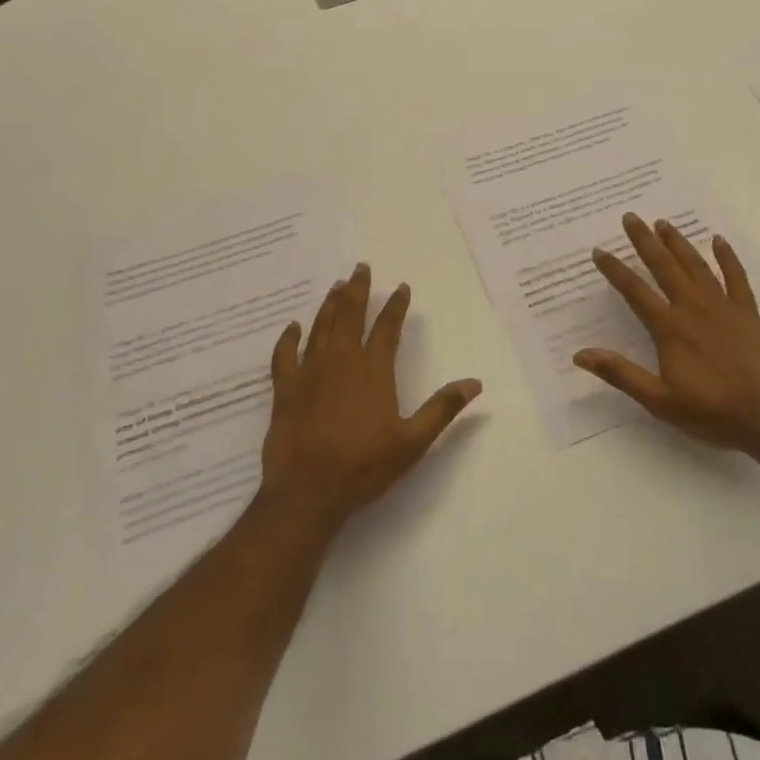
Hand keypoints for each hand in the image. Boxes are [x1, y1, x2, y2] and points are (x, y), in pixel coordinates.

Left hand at [258, 263, 481, 538]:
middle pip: (350, 315)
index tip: (401, 287)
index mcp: (373, 370)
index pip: (388, 327)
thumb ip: (442, 409)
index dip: (395, 305)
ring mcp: (309, 372)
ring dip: (329, 305)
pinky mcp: (285, 389)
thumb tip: (475, 383)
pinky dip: (288, 338)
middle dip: (357, 290)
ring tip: (336, 286)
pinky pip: (284, 355)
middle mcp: (341, 361)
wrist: (307, 492)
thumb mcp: (412, 442)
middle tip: (360, 268)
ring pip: (320, 328)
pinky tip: (293, 326)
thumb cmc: (364, 467)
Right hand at [575, 214, 759, 459]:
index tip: (599, 251)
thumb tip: (580, 354)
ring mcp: (723, 307)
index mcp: (670, 328)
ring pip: (696, 266)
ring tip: (663, 222)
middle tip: (630, 217)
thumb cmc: (712, 412)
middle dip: (645, 241)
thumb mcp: (659, 401)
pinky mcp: (748, 313)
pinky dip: (727, 258)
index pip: (635, 291)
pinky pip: (736, 278)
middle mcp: (693, 308)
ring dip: (678, 243)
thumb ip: (620, 374)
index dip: (615, 270)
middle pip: (664, 267)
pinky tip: (719, 240)